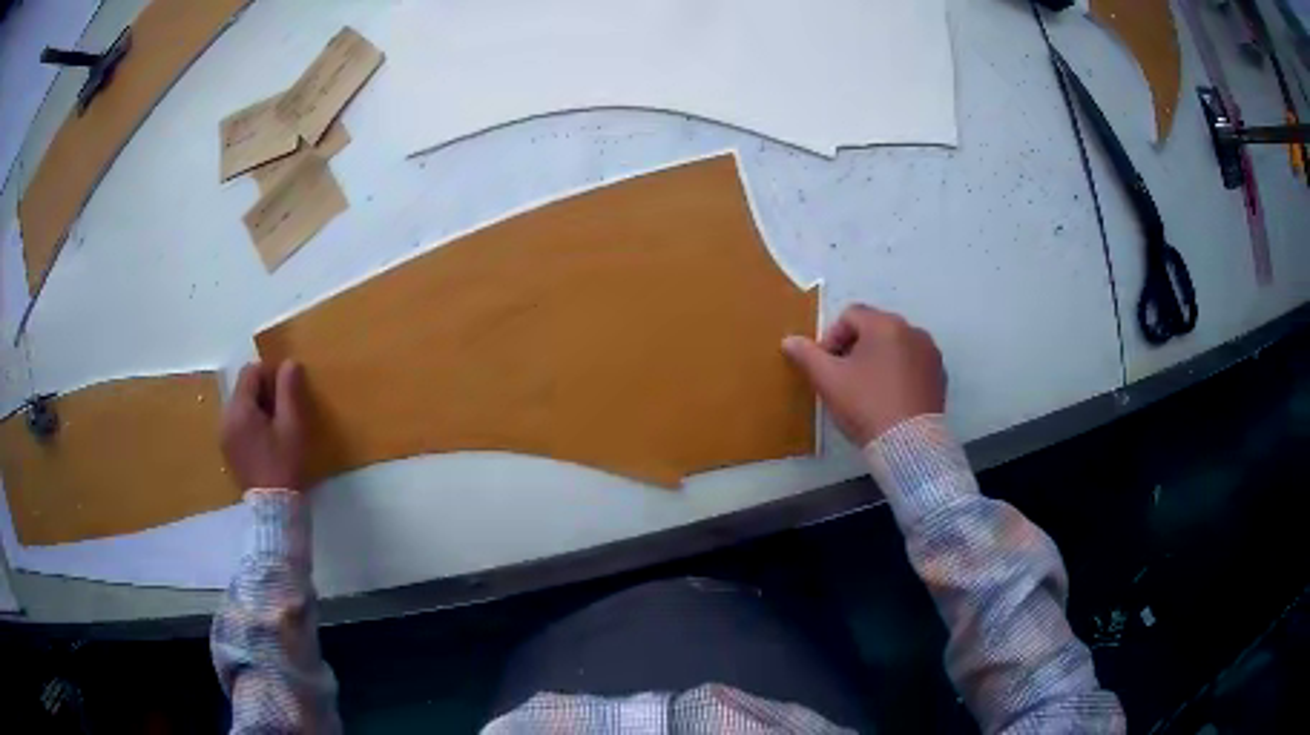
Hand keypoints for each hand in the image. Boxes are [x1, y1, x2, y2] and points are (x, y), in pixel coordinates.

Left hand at [221, 360, 307, 490]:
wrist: (274, 508)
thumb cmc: (285, 464)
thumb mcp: (292, 426)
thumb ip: (289, 391)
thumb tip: (290, 363)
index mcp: (239, 410)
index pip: (251, 372)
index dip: (271, 375)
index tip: (287, 394)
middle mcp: (225, 418)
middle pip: (244, 388)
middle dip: (264, 392)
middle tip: (284, 412)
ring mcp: (223, 435)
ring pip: (241, 406)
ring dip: (257, 408)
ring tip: (275, 429)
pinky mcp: (227, 449)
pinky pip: (237, 423)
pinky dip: (250, 423)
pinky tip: (265, 442)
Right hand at [783, 304, 945, 446]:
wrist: (909, 445)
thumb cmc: (866, 406)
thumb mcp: (829, 381)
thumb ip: (807, 356)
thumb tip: (789, 340)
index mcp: (885, 325)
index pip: (850, 316)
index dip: (832, 338)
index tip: (827, 367)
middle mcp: (912, 330)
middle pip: (875, 329)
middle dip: (855, 349)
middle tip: (844, 379)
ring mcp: (930, 353)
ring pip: (895, 347)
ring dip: (878, 360)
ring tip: (867, 390)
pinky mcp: (940, 375)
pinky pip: (913, 364)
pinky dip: (899, 374)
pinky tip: (890, 399)